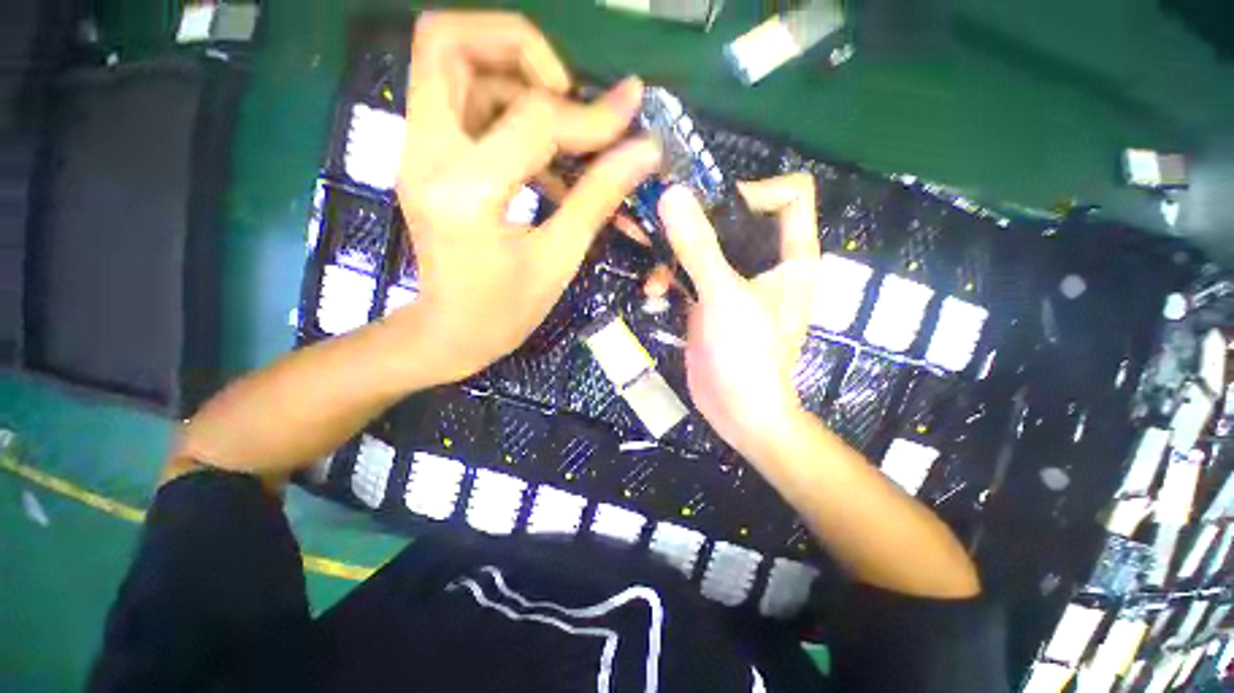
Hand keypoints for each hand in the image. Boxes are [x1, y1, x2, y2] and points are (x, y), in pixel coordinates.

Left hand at [396, 11, 660, 382]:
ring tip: (562, 124)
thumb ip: (598, 196)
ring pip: (450, 65)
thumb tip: (643, 150)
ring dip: (513, 77)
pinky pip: (459, 103)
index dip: (588, 115)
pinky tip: (544, 157)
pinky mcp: (425, 160)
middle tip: (566, 88)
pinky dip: (505, 110)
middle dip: (518, 46)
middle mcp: (425, 156)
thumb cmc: (505, 311)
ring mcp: (416, 154)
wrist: (450, 332)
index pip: (531, 119)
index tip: (629, 113)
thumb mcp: (558, 259)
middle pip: (447, 43)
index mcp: (465, 192)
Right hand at [658, 174, 820, 459]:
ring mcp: (733, 282)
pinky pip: (688, 274)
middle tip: (657, 217)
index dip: (757, 191)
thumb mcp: (723, 297)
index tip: (714, 205)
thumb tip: (672, 195)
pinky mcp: (709, 300)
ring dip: (673, 251)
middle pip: (736, 218)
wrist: (737, 411)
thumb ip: (698, 246)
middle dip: (696, 217)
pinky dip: (669, 277)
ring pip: (706, 246)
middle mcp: (764, 263)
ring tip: (649, 266)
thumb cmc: (747, 356)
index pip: (790, 196)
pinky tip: (652, 292)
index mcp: (790, 255)